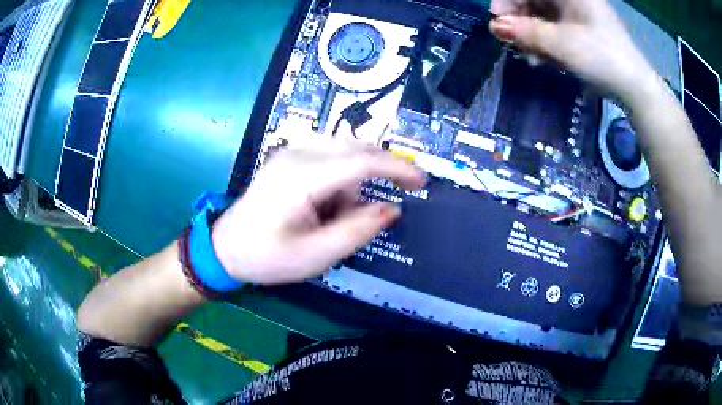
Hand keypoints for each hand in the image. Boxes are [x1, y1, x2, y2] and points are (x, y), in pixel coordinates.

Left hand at [212, 140, 425, 284]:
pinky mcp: (289, 156)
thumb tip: (391, 210)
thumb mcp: (316, 255)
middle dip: (377, 174)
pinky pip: (330, 157)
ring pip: (345, 152)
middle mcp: (297, 154)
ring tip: (333, 218)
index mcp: (301, 177)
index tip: (422, 181)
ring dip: (354, 182)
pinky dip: (340, 179)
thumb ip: (357, 231)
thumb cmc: (267, 256)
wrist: (226, 247)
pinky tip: (324, 205)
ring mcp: (291, 151)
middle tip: (378, 207)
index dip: (396, 168)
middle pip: (356, 148)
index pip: (361, 161)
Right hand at [489, 0, 656, 102]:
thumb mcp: (562, 45)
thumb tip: (495, 26)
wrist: (636, 89)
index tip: (498, 22)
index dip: (508, 1)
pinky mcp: (580, 29)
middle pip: (532, 0)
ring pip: (541, 15)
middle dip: (519, 21)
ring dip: (531, 35)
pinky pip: (553, 28)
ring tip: (531, 58)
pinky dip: (544, 42)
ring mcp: (576, 13)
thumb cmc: (603, 59)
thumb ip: (526, 32)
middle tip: (513, 44)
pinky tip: (543, 59)